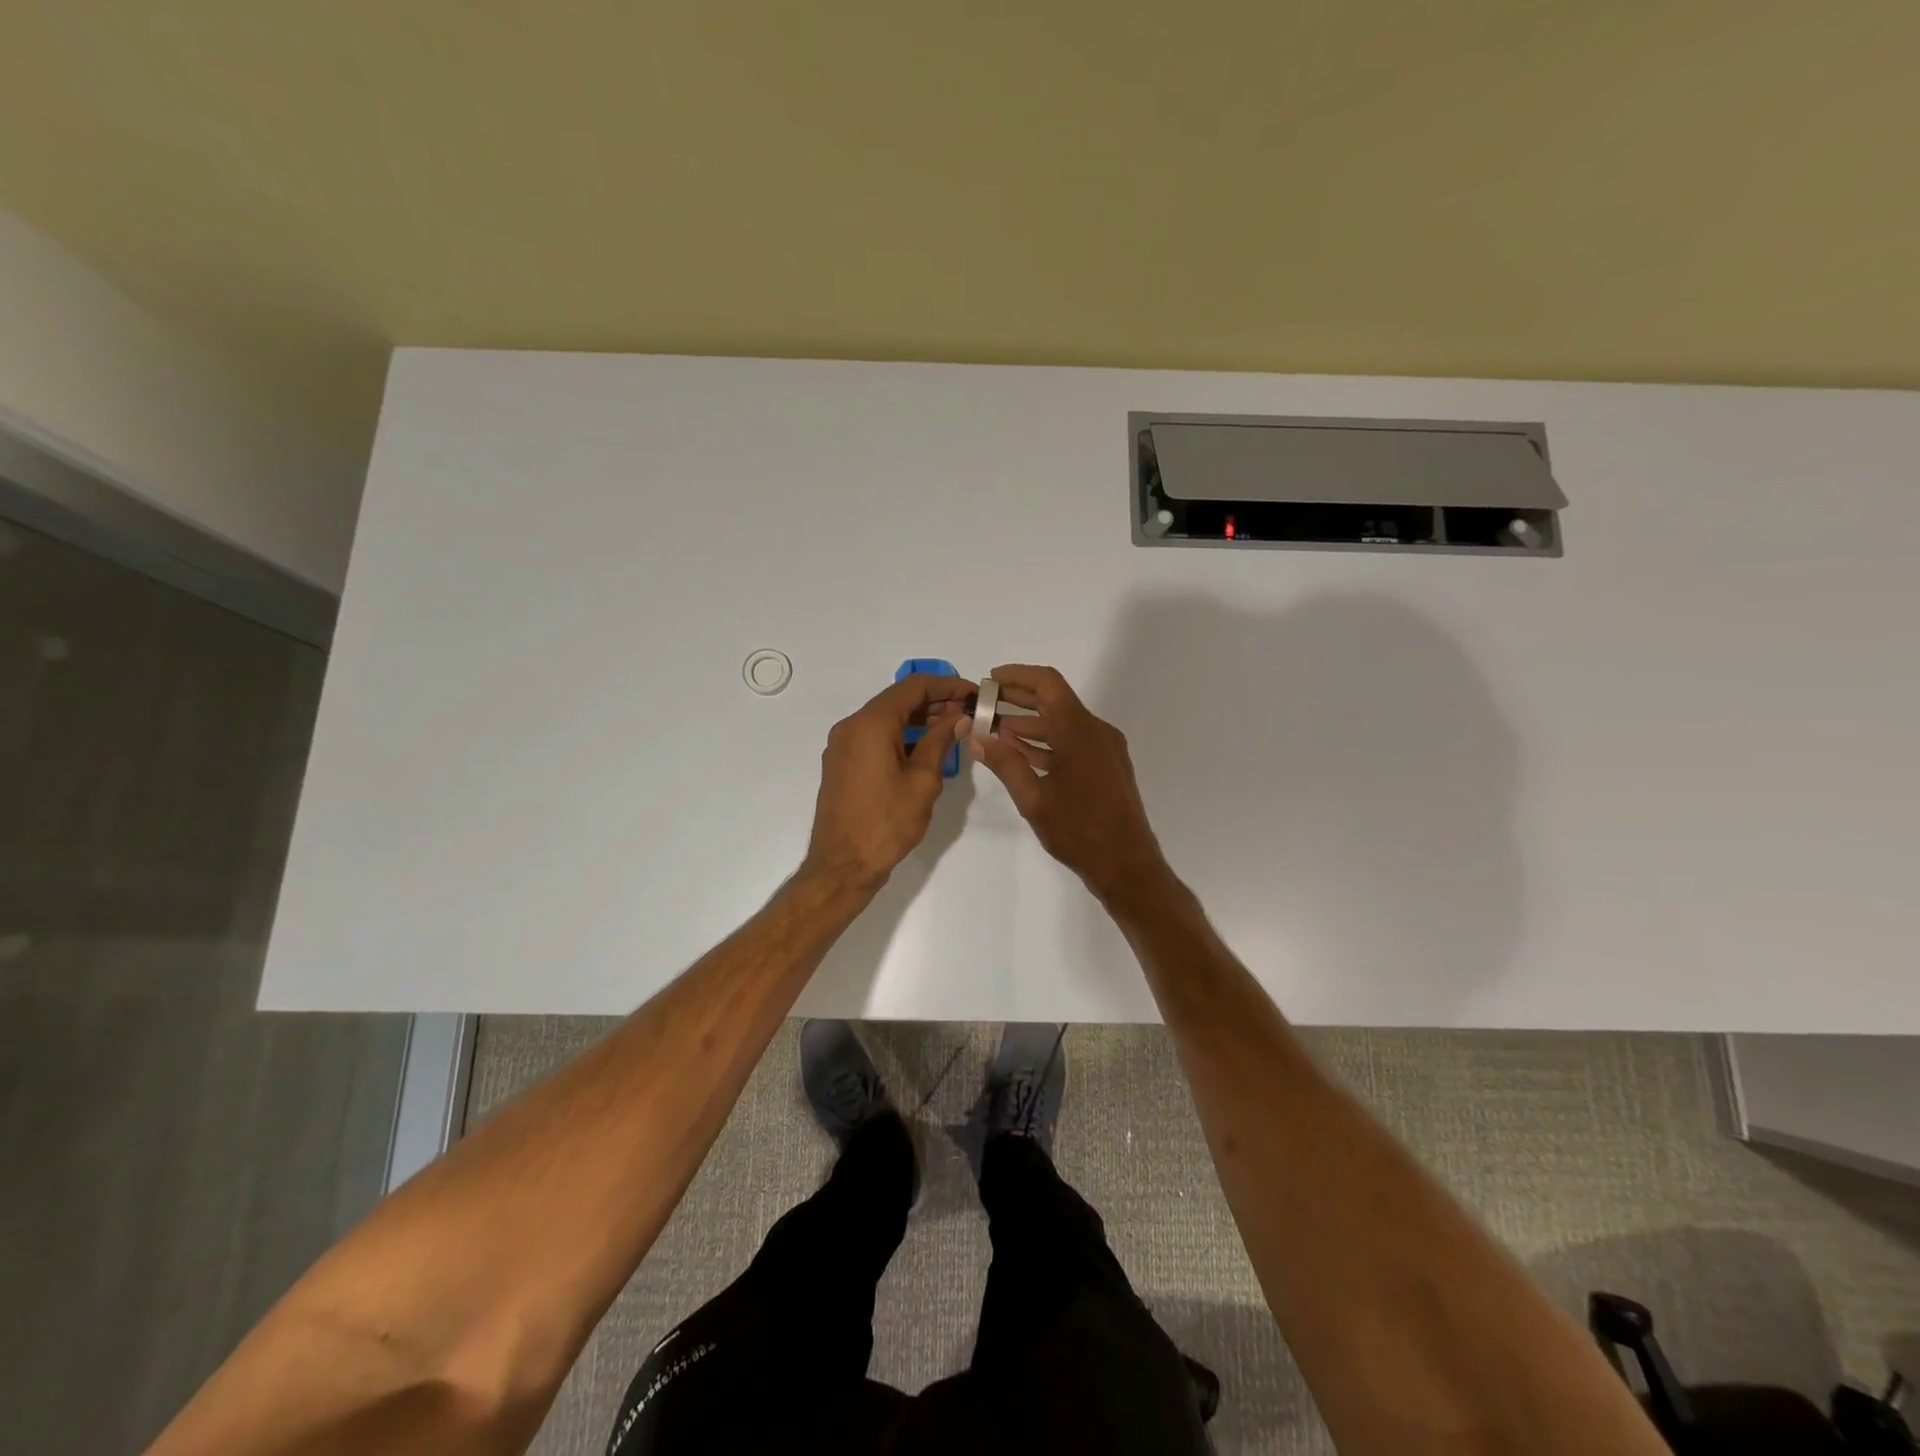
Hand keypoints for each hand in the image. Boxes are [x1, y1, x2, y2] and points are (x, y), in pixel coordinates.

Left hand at [802, 673, 973, 893]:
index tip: (973, 693)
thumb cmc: (886, 824)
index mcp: (870, 725)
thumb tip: (957, 718)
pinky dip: (900, 734)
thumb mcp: (922, 782)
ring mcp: (842, 744)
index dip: (946, 685)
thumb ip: (939, 742)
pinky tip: (925, 746)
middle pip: (897, 699)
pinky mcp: (842, 762)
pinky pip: (874, 736)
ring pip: (885, 717)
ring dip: (918, 718)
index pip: (913, 687)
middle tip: (968, 710)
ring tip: (953, 727)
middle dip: (934, 701)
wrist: (842, 865)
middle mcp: (851, 726)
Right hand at [968, 664, 1168, 904]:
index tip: (990, 680)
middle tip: (984, 704)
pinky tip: (1019, 752)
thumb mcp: (1033, 799)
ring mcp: (1104, 749)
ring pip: (1062, 724)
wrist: (1126, 865)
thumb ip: (1005, 764)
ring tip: (993, 730)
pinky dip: (1046, 743)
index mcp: (1080, 731)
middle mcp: (1096, 732)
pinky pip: (1072, 743)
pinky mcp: (1106, 766)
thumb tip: (978, 738)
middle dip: (1018, 700)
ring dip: (1030, 724)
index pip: (1048, 684)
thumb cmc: (1079, 830)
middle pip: (1054, 701)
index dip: (1017, 676)